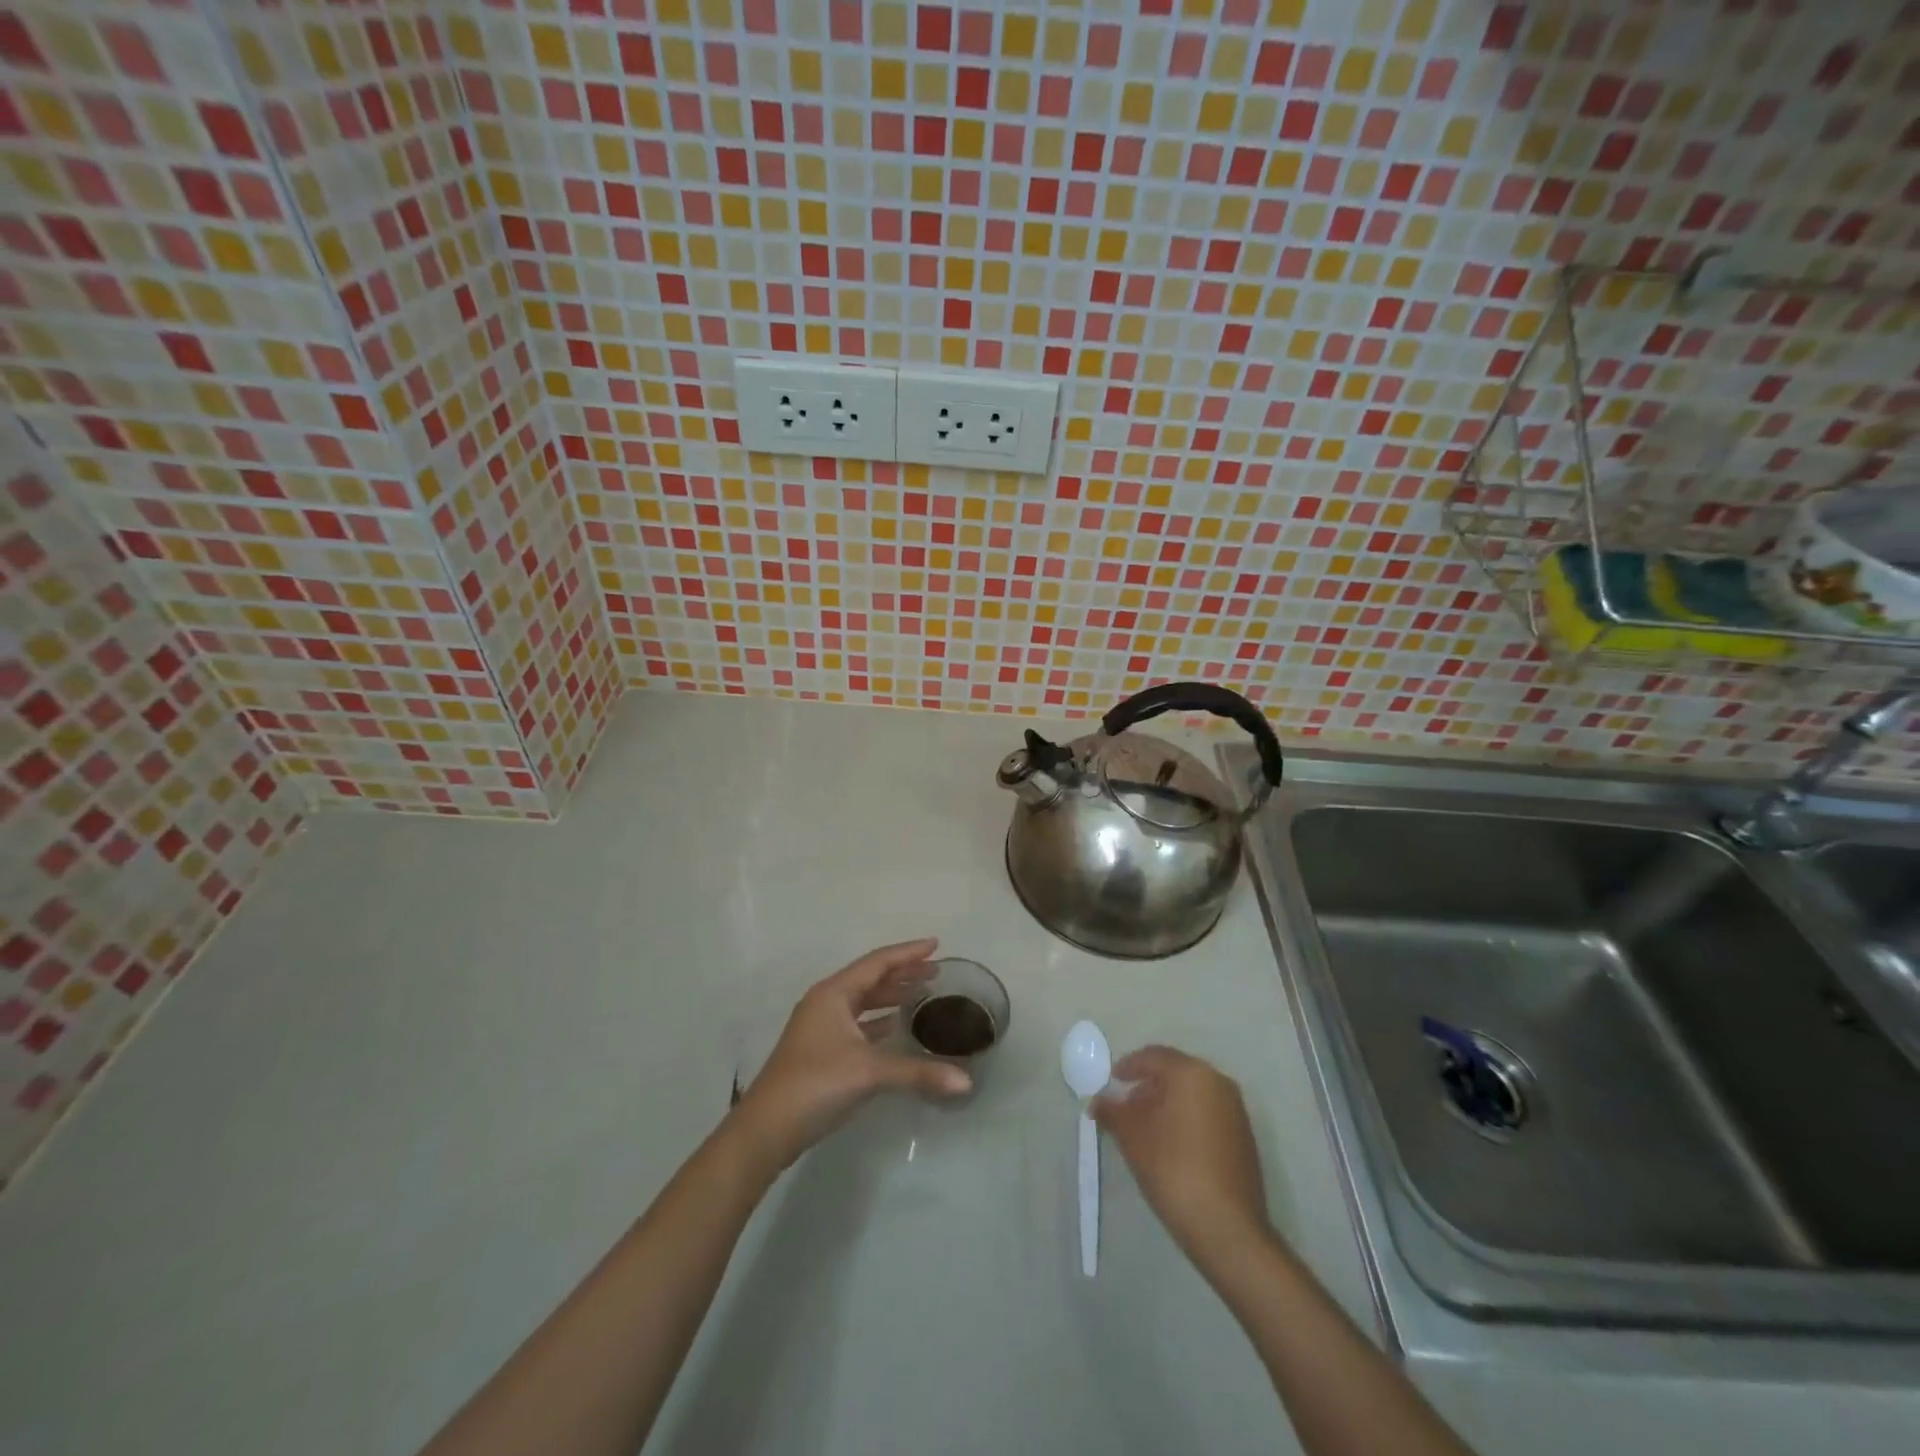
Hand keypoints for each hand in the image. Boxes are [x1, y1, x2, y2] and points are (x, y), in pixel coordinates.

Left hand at [730, 938, 971, 1170]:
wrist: (766, 1130)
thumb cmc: (816, 1085)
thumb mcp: (869, 1073)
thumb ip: (918, 1073)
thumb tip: (966, 1082)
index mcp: (834, 994)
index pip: (878, 962)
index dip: (908, 953)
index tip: (937, 944)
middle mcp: (826, 1003)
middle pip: (870, 979)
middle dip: (903, 973)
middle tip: (936, 972)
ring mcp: (821, 1027)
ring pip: (863, 1002)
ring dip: (891, 996)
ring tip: (922, 994)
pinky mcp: (821, 1051)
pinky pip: (859, 1024)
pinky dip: (880, 1022)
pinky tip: (898, 1029)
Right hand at [1093, 1046, 1270, 1271]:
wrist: (1227, 1229)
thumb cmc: (1173, 1169)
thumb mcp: (1132, 1137)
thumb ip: (1112, 1111)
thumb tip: (1098, 1100)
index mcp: (1192, 1073)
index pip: (1153, 1057)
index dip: (1127, 1067)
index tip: (1109, 1083)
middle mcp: (1218, 1082)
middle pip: (1174, 1072)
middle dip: (1146, 1085)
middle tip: (1124, 1105)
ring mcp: (1235, 1109)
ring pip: (1192, 1093)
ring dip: (1166, 1102)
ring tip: (1143, 1127)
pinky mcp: (1243, 1136)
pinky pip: (1206, 1112)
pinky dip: (1185, 1117)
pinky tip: (1170, 1143)